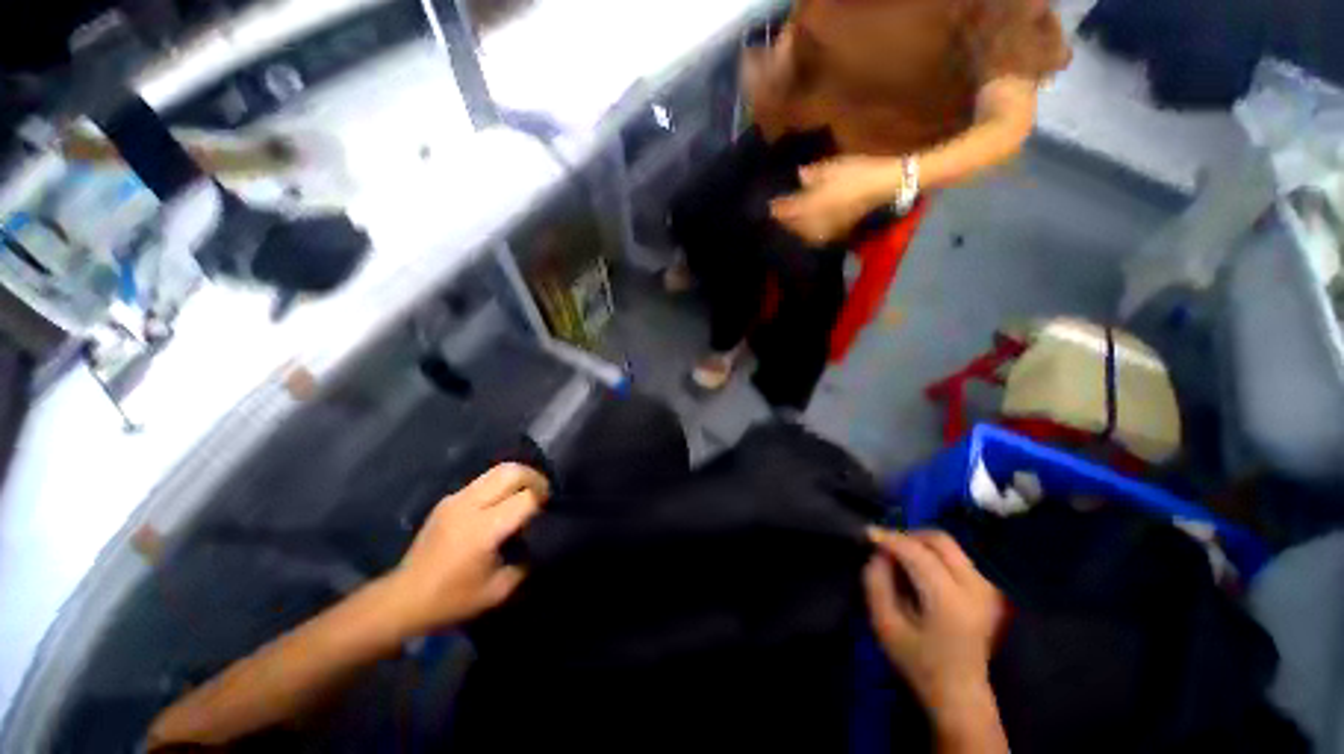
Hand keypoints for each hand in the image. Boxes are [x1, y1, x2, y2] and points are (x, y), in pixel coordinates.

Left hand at [386, 463, 549, 634]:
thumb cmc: (452, 599)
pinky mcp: (448, 499)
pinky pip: (484, 480)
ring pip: (498, 469)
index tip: (552, 510)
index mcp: (483, 529)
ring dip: (519, 477)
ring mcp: (456, 499)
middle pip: (512, 472)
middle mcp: (470, 505)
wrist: (403, 599)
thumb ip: (527, 562)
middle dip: (535, 479)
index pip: (526, 498)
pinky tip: (504, 502)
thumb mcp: (499, 590)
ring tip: (527, 494)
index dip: (544, 500)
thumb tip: (544, 542)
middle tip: (544, 495)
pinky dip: (502, 483)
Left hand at [770, 156, 899, 245]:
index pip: (790, 209)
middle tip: (776, 217)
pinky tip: (807, 233)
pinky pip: (818, 237)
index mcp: (814, 203)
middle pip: (795, 225)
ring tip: (789, 226)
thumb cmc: (859, 172)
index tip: (769, 206)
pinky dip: (809, 235)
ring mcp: (828, 227)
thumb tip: (800, 176)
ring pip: (805, 234)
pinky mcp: (839, 231)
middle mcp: (818, 219)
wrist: (886, 186)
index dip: (778, 208)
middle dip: (784, 222)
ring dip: (795, 230)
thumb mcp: (834, 167)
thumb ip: (814, 174)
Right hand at [863, 529, 1004, 716]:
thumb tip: (879, 554)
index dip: (890, 538)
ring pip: (949, 546)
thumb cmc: (918, 663)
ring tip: (901, 560)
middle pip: (939, 540)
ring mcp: (987, 589)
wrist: (961, 694)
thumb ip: (876, 583)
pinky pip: (957, 557)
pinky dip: (933, 555)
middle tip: (886, 547)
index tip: (867, 534)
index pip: (917, 553)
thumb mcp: (884, 625)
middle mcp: (975, 589)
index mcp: (950, 602)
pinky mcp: (989, 590)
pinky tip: (920, 572)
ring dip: (920, 545)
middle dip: (908, 536)